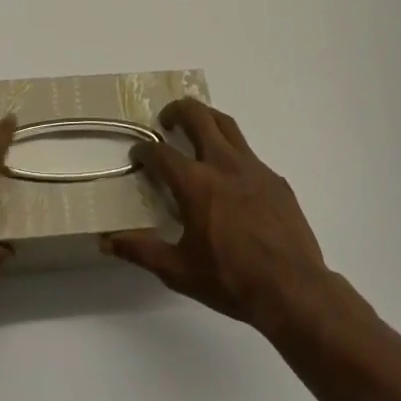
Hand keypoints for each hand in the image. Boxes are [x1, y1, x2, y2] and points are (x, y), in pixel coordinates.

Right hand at [106, 99, 331, 332]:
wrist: (294, 290)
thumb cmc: (231, 280)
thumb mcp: (179, 271)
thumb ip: (141, 251)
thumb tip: (106, 241)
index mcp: (195, 183)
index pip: (160, 152)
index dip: (144, 150)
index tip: (137, 155)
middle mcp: (223, 164)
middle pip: (198, 116)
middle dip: (177, 110)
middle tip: (166, 121)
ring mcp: (253, 168)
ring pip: (227, 125)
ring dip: (207, 119)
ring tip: (197, 130)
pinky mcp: (276, 180)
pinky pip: (249, 154)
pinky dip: (233, 154)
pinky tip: (232, 179)